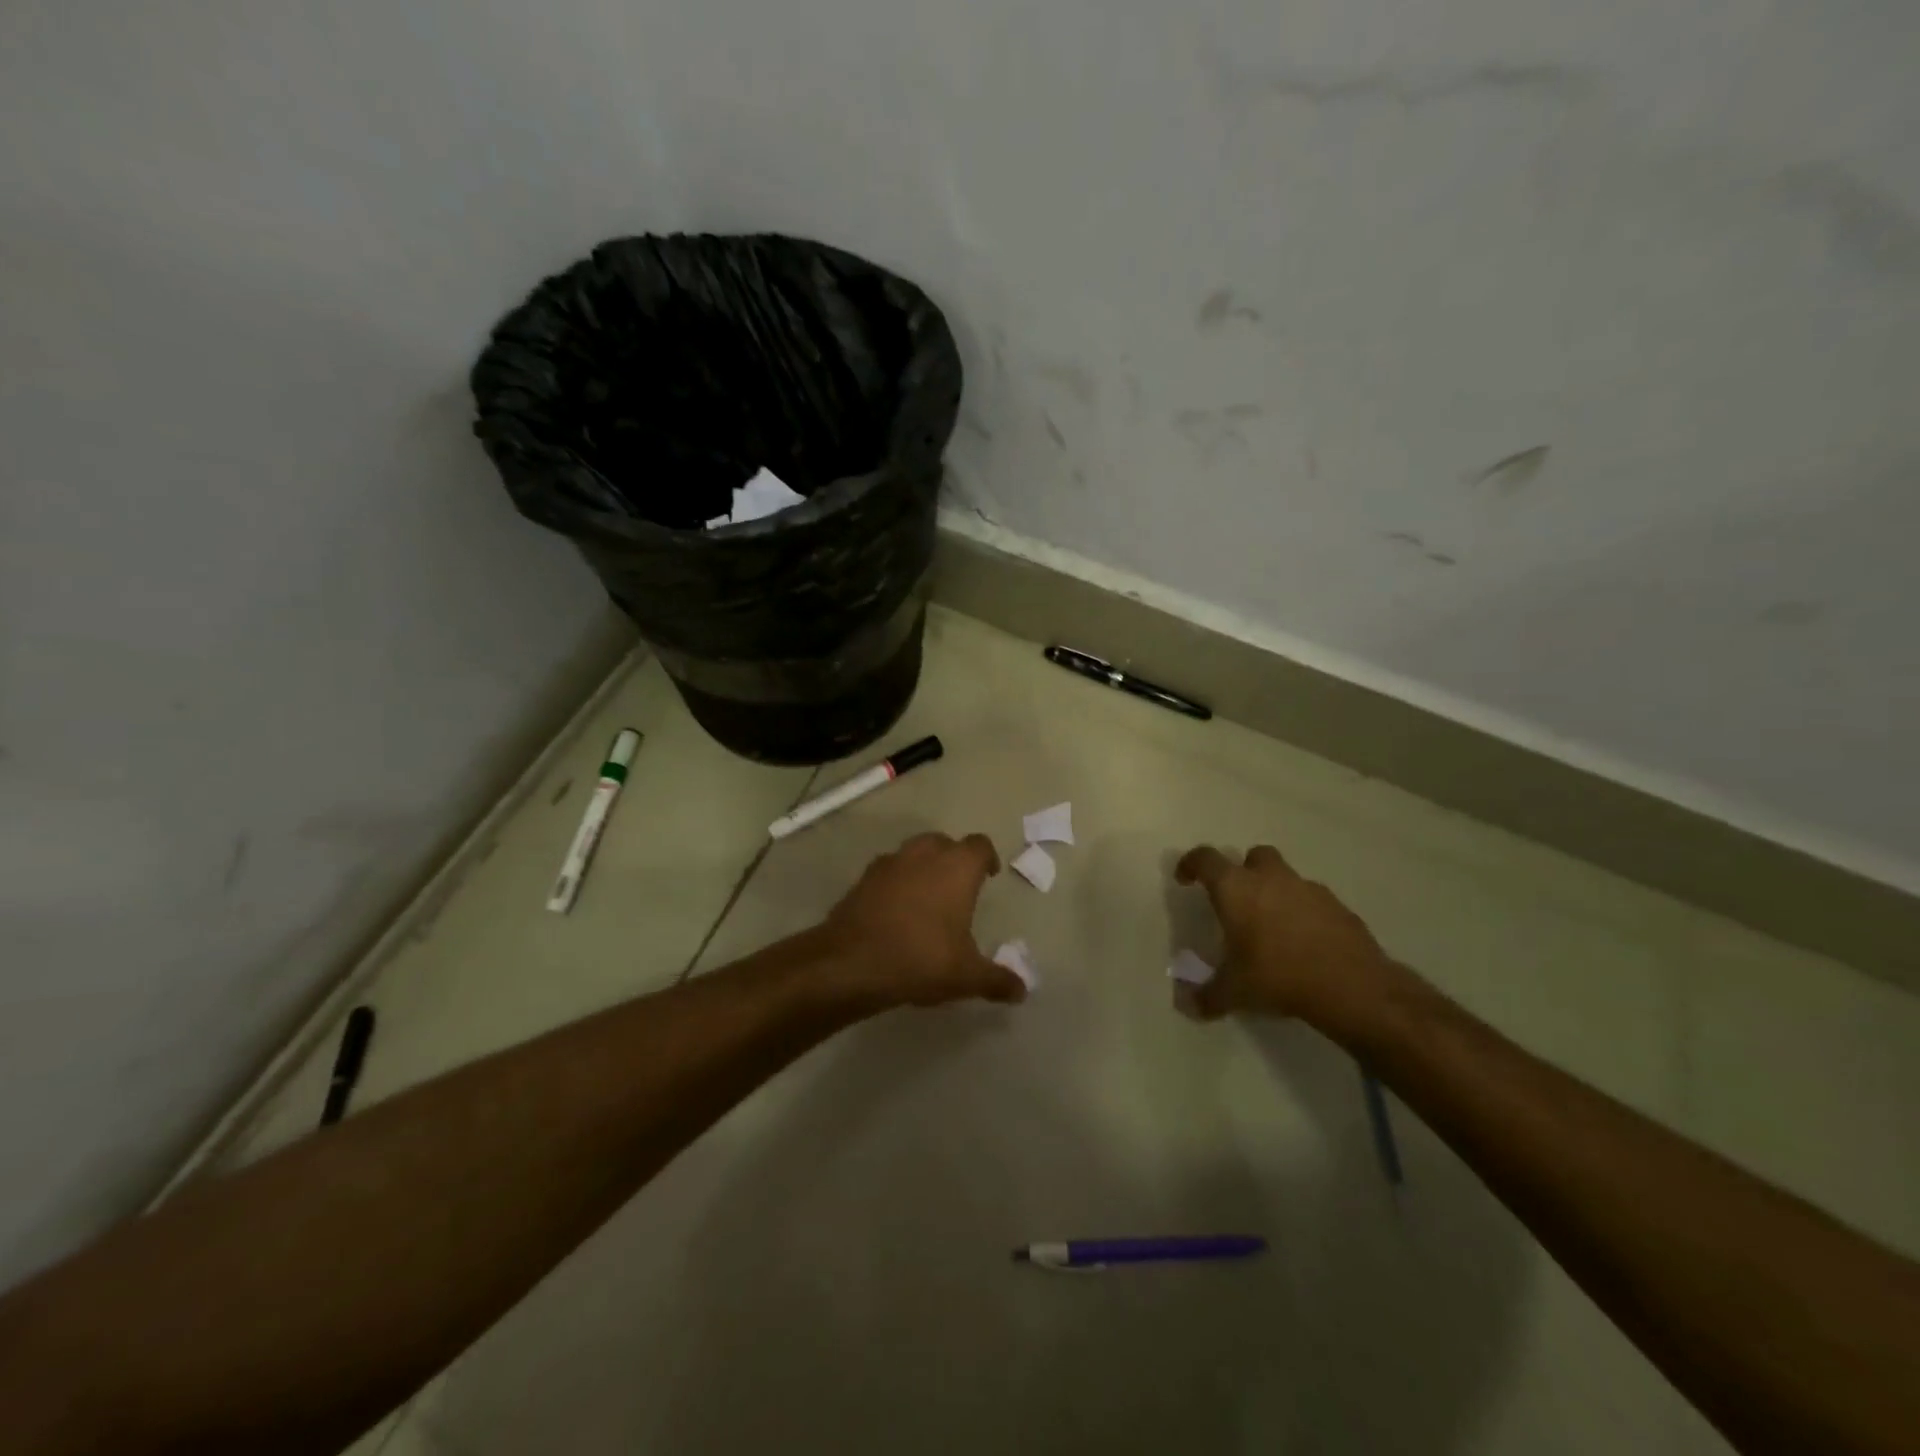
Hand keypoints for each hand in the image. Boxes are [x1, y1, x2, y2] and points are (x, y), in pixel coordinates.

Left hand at [822, 833, 1025, 1009]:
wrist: (851, 962)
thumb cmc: (921, 959)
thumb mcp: (966, 976)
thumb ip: (997, 980)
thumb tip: (1022, 990)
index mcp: (957, 868)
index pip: (979, 845)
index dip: (987, 858)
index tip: (989, 875)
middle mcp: (924, 855)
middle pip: (944, 842)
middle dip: (953, 859)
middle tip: (959, 887)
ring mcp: (890, 863)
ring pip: (913, 852)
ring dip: (923, 867)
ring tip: (927, 898)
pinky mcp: (863, 878)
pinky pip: (888, 871)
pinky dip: (896, 882)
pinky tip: (896, 910)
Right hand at [1174, 844, 1403, 1027]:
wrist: (1352, 987)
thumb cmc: (1278, 977)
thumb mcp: (1234, 992)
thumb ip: (1207, 996)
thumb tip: (1186, 1005)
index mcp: (1236, 889)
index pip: (1205, 859)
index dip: (1191, 864)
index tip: (1185, 878)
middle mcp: (1271, 878)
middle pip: (1254, 856)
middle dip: (1244, 871)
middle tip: (1238, 900)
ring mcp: (1309, 889)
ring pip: (1287, 878)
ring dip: (1276, 893)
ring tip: (1273, 929)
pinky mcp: (1339, 907)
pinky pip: (1314, 902)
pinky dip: (1305, 914)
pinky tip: (1305, 944)